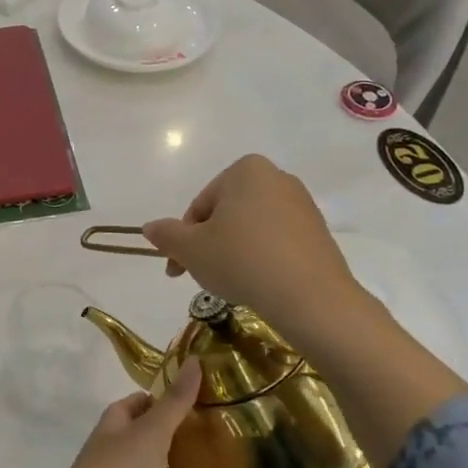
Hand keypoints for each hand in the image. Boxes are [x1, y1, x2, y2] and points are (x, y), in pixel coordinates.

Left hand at [0, 359, 205, 467]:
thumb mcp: (151, 431)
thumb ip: (176, 402)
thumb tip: (194, 360)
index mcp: (114, 430)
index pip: (135, 405)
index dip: (159, 399)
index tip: (195, 396)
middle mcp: (117, 459)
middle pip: (148, 443)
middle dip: (178, 440)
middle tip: (219, 434)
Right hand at [141, 155, 363, 344]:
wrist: (309, 296)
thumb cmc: (241, 260)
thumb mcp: (191, 249)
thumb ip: (167, 235)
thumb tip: (149, 227)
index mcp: (245, 170)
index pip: (200, 205)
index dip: (183, 240)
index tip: (177, 270)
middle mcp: (277, 178)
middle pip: (226, 214)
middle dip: (209, 244)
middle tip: (202, 277)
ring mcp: (302, 205)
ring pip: (251, 229)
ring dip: (233, 252)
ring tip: (231, 284)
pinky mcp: (318, 233)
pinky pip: (276, 242)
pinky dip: (260, 259)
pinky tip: (258, 284)